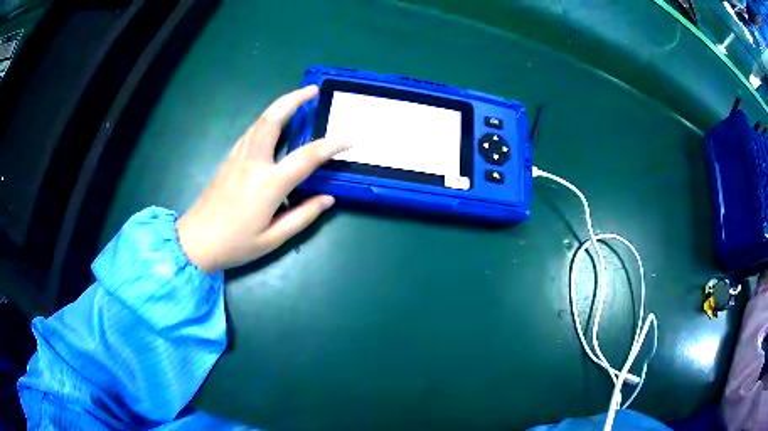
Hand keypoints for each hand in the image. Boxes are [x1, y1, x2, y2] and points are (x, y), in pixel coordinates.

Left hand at [176, 86, 348, 272]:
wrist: (195, 242)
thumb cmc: (235, 244)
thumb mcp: (273, 238)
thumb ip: (303, 216)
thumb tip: (327, 198)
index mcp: (268, 184)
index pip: (306, 157)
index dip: (331, 145)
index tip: (350, 137)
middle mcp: (252, 162)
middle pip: (272, 120)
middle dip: (293, 100)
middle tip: (311, 90)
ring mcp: (237, 158)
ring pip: (259, 122)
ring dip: (279, 107)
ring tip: (296, 101)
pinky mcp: (228, 160)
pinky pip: (250, 132)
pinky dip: (265, 121)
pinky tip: (273, 125)